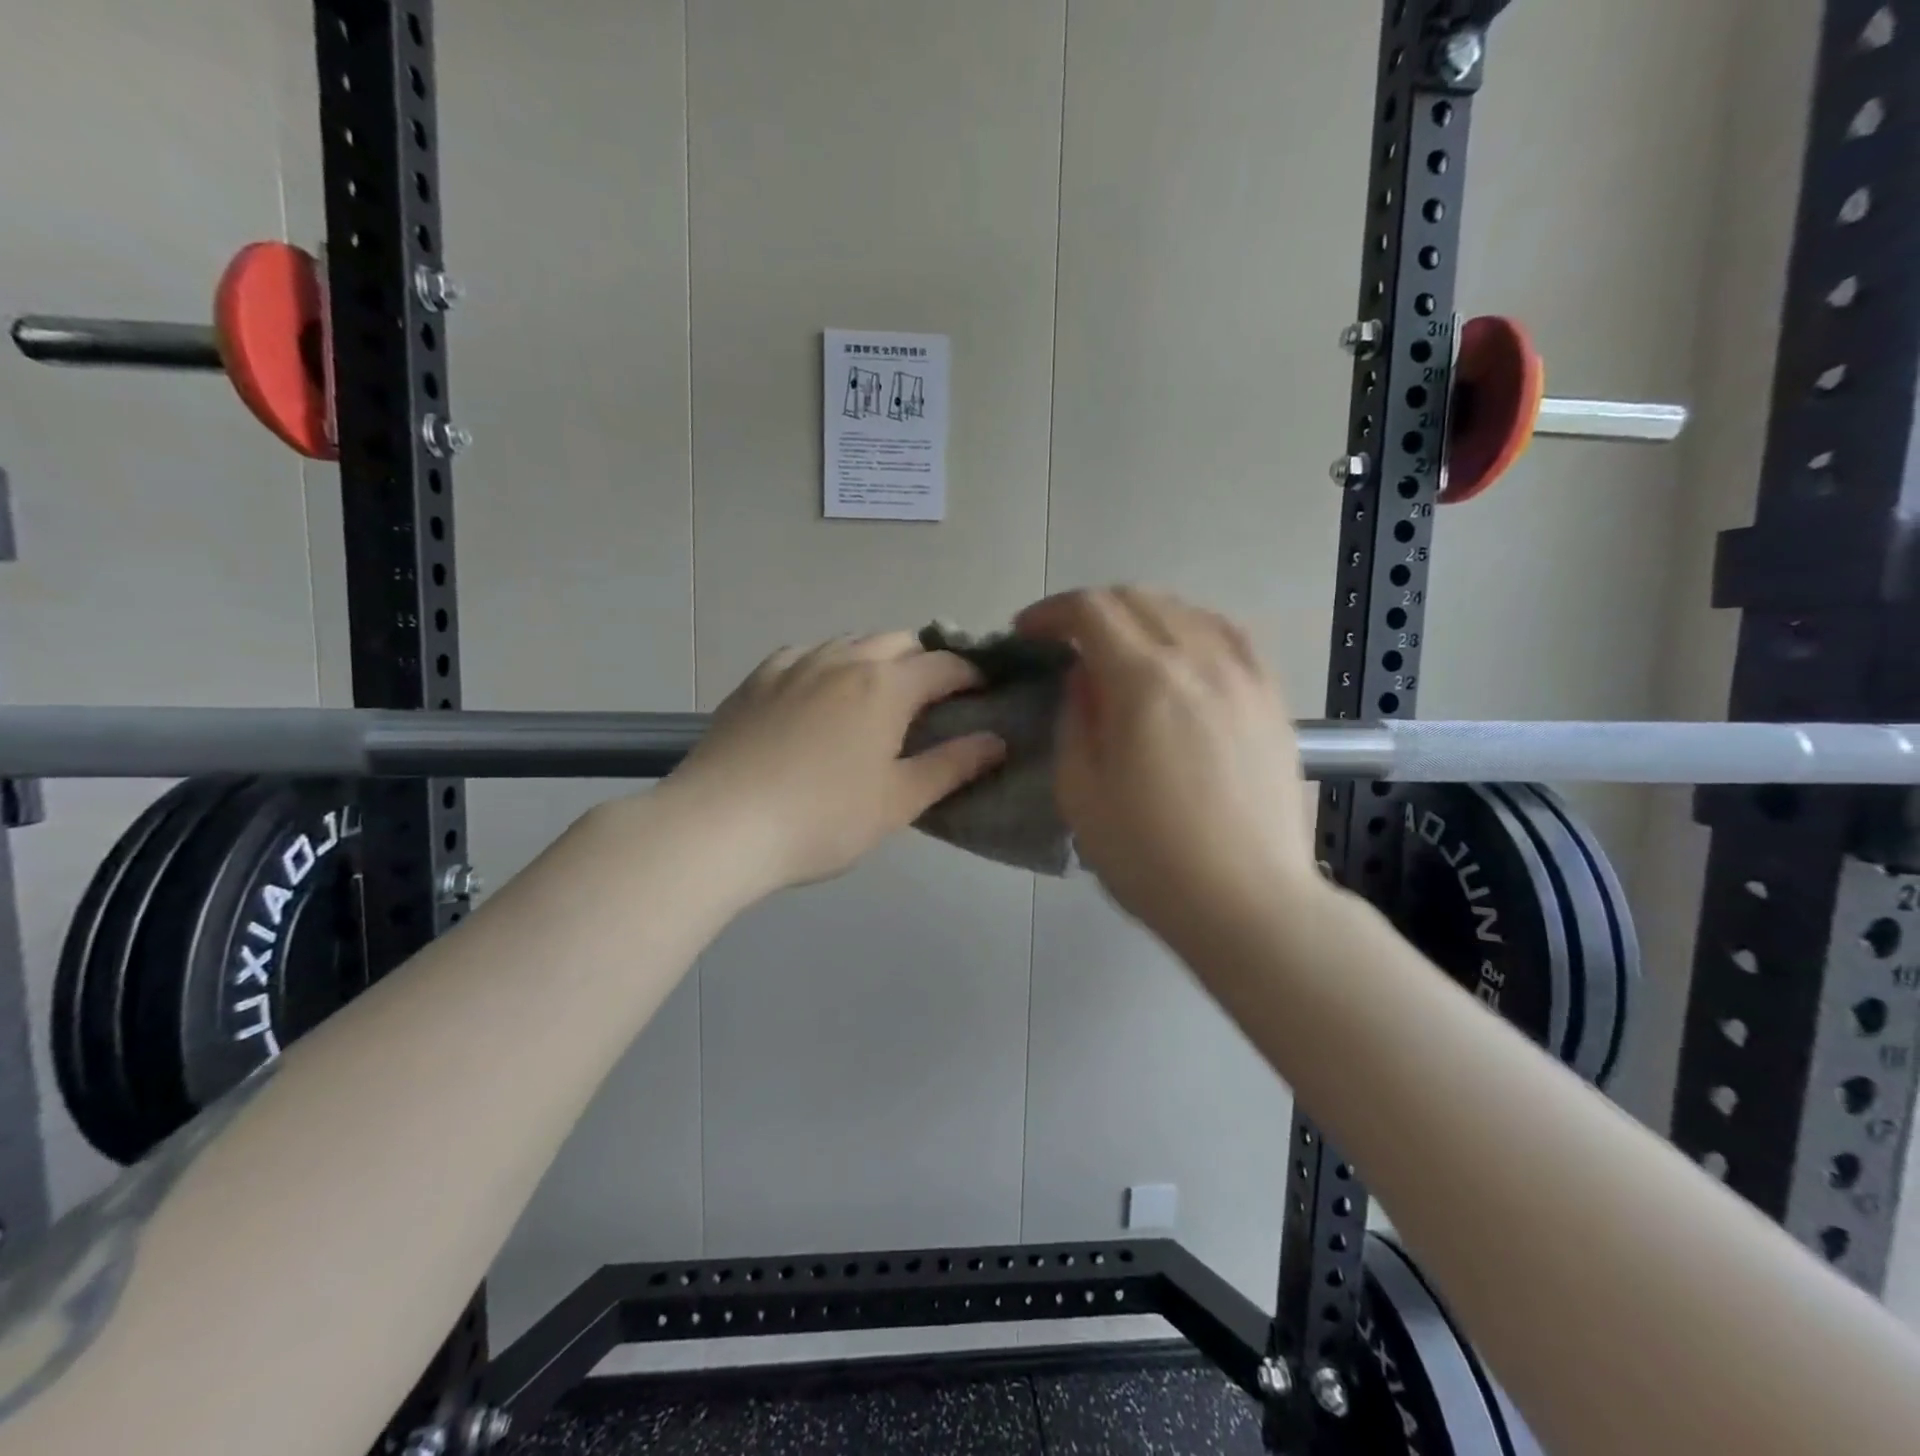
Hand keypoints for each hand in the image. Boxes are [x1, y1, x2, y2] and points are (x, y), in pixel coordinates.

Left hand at [665, 633, 1006, 895]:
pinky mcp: (756, 680)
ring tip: (878, 694)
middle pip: (897, 641)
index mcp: (884, 686)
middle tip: (932, 698)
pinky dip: (827, 663)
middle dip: (924, 660)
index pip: (943, 665)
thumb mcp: (898, 801)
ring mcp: (793, 665)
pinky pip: (804, 654)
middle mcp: (842, 660)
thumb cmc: (821, 819)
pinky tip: (820, 690)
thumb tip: (997, 740)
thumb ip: (952, 766)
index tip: (983, 692)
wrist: (719, 825)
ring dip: (876, 658)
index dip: (971, 675)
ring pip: (849, 642)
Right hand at [1015, 587, 1319, 948]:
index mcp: (1144, 681)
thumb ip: (1075, 718)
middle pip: (1138, 600)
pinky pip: (1230, 635)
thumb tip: (1084, 676)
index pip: (1091, 611)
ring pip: (1186, 610)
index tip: (1026, 633)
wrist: (1247, 902)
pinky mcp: (1272, 698)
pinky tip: (1183, 650)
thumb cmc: (1149, 857)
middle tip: (1063, 641)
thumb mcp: (1080, 791)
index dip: (1050, 613)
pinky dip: (1192, 627)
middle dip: (1090, 610)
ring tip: (1119, 646)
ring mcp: (1244, 675)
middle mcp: (1199, 660)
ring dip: (1140, 615)